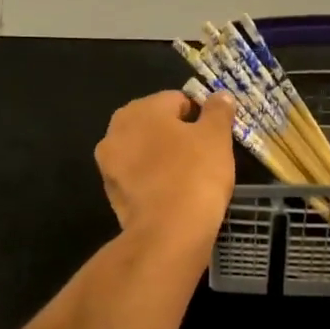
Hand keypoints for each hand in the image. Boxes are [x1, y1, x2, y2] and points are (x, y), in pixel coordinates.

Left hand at [94, 90, 235, 243]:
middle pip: (156, 126)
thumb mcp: (216, 137)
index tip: (215, 136)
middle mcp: (115, 131)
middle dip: (178, 136)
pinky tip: (174, 195)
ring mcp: (109, 165)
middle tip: (205, 156)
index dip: (200, 115)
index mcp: (139, 110)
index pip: (177, 100)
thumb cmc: (195, 174)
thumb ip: (218, 111)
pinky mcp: (112, 195)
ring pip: (145, 153)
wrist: (169, 233)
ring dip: (164, 158)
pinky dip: (154, 181)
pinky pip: (139, 178)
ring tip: (191, 177)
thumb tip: (220, 95)